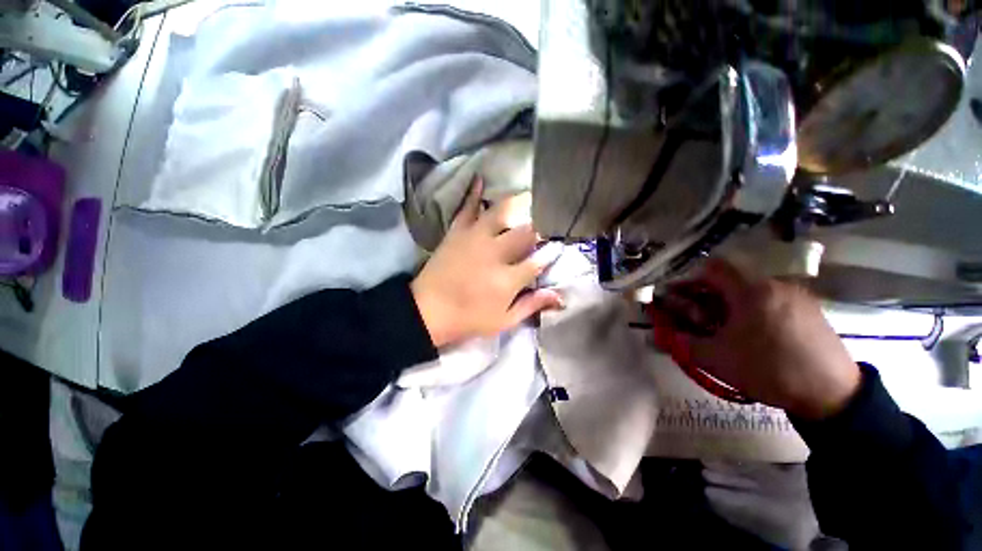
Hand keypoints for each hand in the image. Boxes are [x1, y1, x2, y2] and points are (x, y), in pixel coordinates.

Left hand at [411, 178, 563, 347]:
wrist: (428, 311)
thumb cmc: (468, 318)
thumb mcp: (503, 321)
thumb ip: (531, 305)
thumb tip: (560, 296)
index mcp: (507, 279)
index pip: (538, 260)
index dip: (552, 252)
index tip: (559, 245)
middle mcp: (494, 253)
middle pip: (525, 232)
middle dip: (541, 225)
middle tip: (549, 219)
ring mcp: (475, 239)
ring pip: (501, 213)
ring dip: (518, 203)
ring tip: (531, 195)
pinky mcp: (457, 232)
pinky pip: (466, 208)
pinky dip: (474, 193)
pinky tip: (480, 178)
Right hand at [651, 259, 860, 419]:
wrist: (833, 394)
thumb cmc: (769, 370)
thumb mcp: (717, 359)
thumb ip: (682, 342)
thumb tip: (658, 336)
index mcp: (751, 291)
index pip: (711, 268)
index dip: (689, 279)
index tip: (679, 297)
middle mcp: (774, 284)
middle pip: (730, 279)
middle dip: (707, 295)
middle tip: (699, 318)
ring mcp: (796, 295)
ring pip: (750, 290)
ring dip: (729, 303)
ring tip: (726, 329)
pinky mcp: (809, 309)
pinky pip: (771, 299)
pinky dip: (752, 309)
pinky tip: (754, 334)